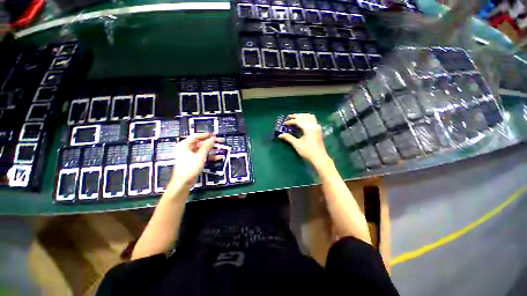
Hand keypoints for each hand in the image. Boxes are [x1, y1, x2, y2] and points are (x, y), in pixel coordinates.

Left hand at [168, 133, 216, 188]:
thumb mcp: (200, 156)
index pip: (196, 136)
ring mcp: (190, 155)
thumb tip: (212, 139)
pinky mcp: (194, 161)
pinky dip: (210, 156)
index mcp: (184, 145)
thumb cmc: (189, 168)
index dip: (206, 135)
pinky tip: (218, 157)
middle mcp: (186, 149)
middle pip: (200, 143)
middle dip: (211, 143)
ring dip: (212, 150)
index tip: (214, 135)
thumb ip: (206, 146)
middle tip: (219, 141)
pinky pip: (203, 156)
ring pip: (203, 150)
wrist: (183, 183)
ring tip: (220, 149)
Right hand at [278, 113, 329, 165]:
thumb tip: (280, 135)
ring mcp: (317, 127)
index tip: (284, 124)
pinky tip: (302, 122)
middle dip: (296, 116)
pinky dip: (306, 119)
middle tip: (288, 117)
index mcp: (308, 128)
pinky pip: (312, 120)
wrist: (319, 158)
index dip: (290, 122)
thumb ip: (289, 138)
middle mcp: (314, 125)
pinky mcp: (318, 130)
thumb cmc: (307, 152)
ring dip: (302, 116)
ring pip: (309, 117)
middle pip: (304, 116)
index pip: (298, 121)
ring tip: (295, 118)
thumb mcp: (297, 144)